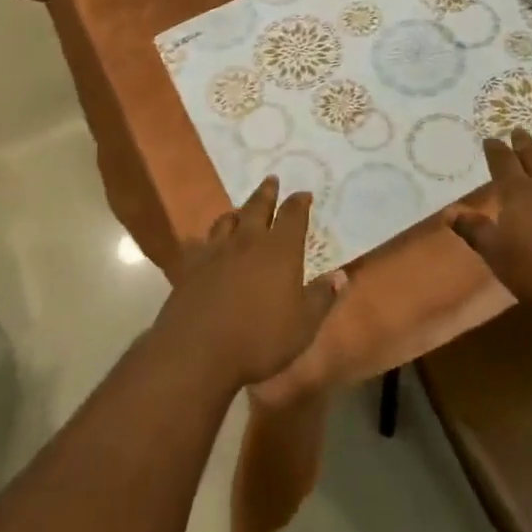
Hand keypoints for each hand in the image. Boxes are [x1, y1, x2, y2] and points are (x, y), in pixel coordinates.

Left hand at [157, 178, 339, 388]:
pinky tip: (203, 244)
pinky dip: (205, 239)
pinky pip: (198, 243)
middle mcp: (248, 241)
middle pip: (258, 207)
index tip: (304, 193)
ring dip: (237, 212)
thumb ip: (321, 298)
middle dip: (267, 193)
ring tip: (240, 209)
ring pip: (227, 220)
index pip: (293, 216)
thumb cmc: (259, 339)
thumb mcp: (303, 326)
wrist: (196, 351)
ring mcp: (215, 251)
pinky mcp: (190, 266)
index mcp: (280, 250)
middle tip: (271, 179)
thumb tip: (341, 275)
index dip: (299, 202)